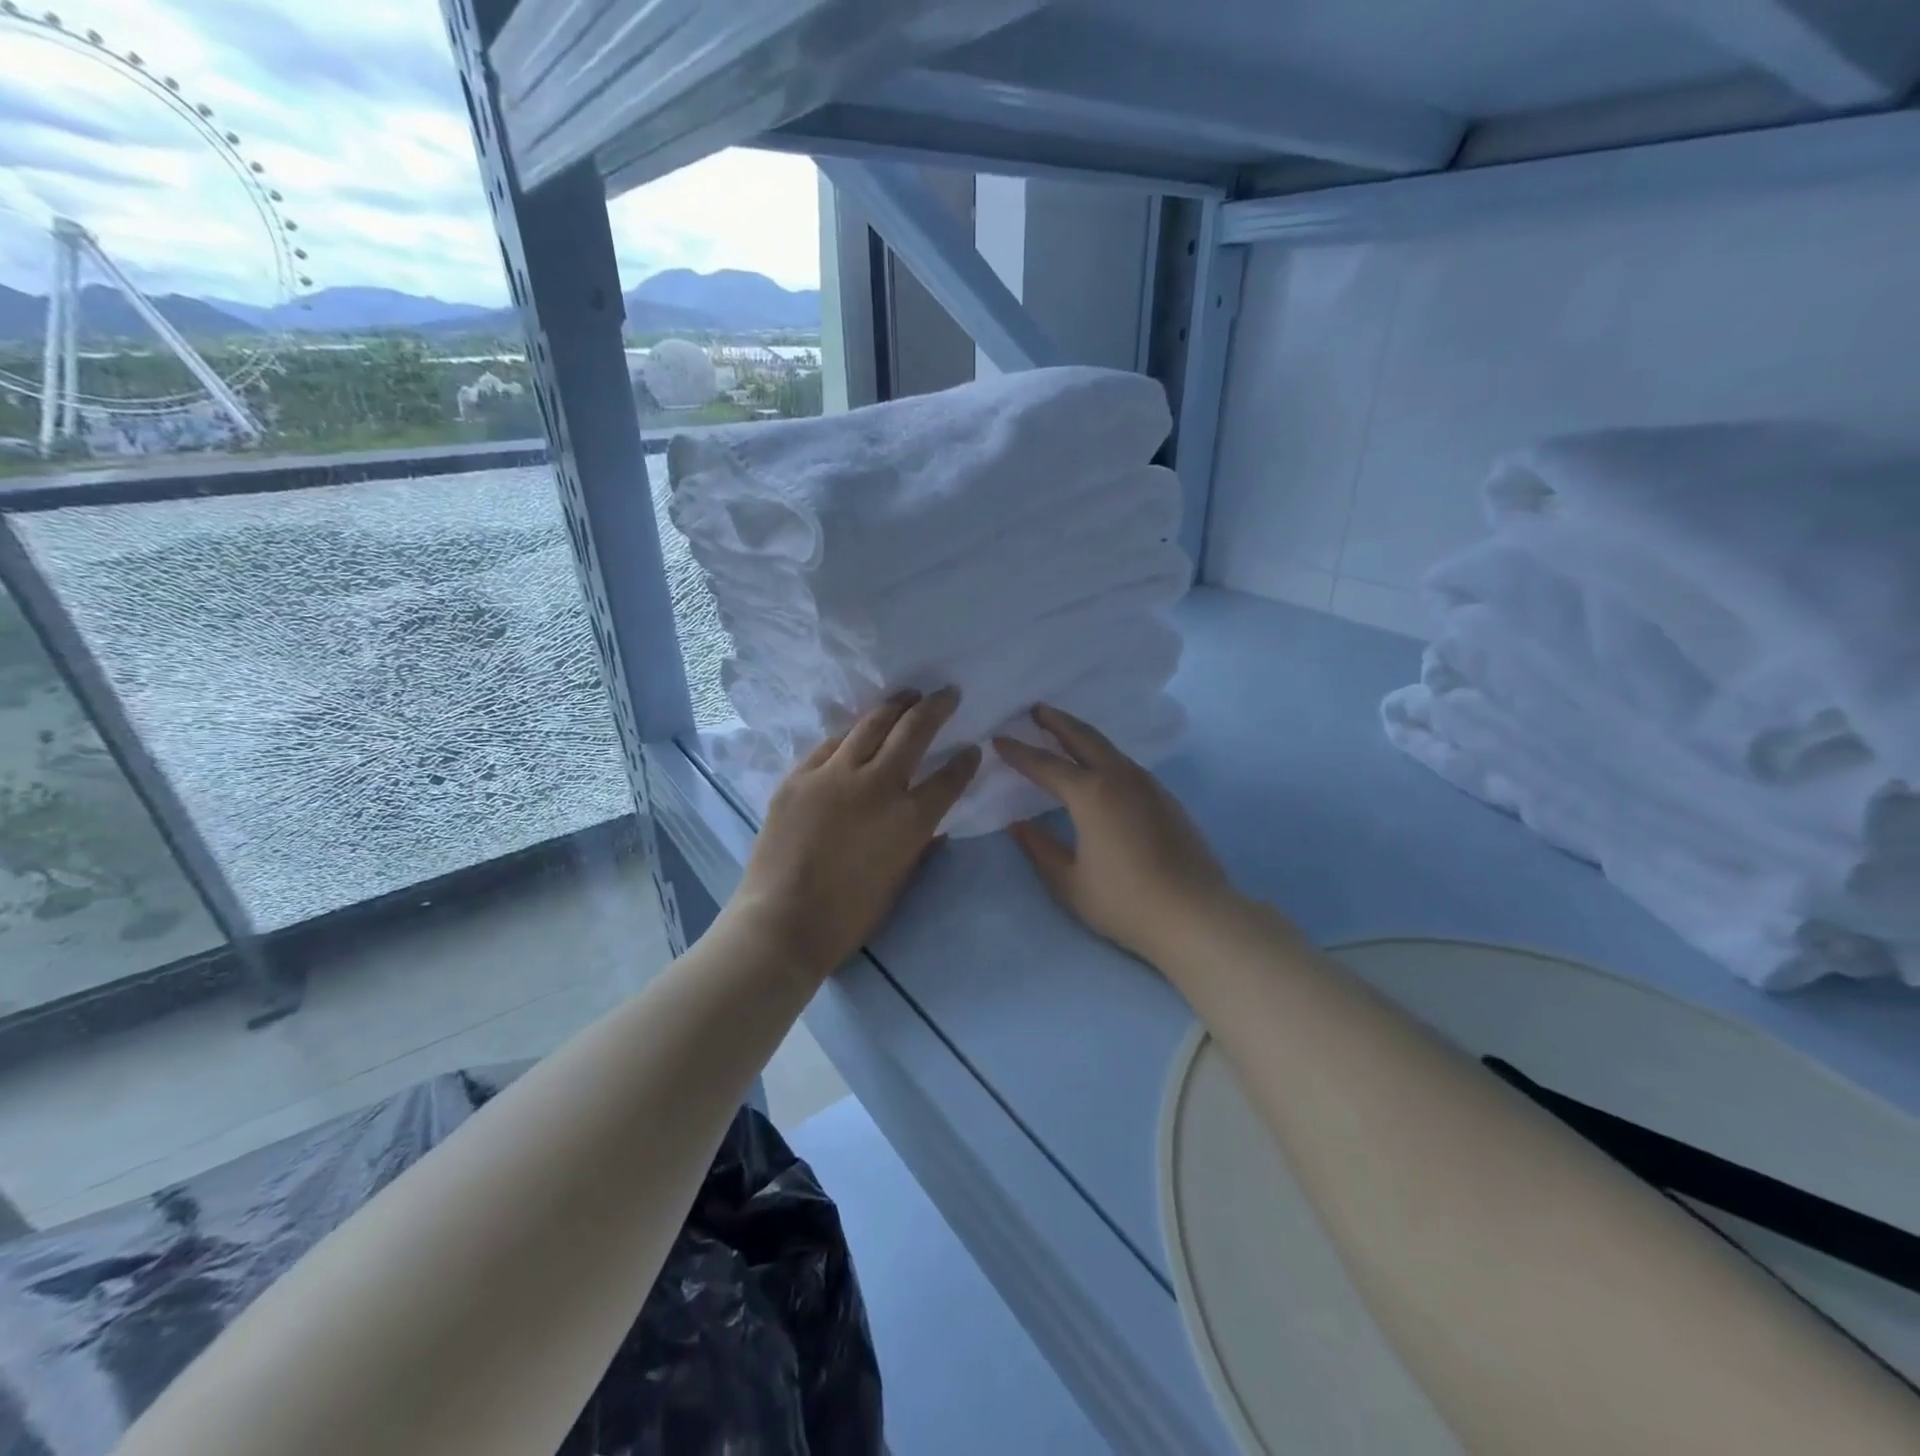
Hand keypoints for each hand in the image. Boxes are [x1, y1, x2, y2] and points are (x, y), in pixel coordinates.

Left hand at [731, 687, 980, 979]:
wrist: (782, 923)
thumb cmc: (848, 916)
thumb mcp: (899, 881)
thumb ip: (920, 846)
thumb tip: (934, 825)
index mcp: (910, 819)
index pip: (950, 778)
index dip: (966, 761)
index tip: (973, 748)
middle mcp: (877, 786)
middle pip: (913, 731)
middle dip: (936, 707)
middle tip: (947, 693)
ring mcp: (834, 775)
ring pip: (871, 724)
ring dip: (895, 705)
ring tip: (908, 694)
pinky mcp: (799, 776)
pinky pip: (830, 744)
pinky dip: (852, 733)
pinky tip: (858, 729)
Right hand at [995, 705, 1233, 964]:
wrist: (1195, 915)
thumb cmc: (1124, 902)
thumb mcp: (1070, 883)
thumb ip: (1040, 849)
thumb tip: (1017, 826)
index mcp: (1091, 794)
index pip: (1045, 765)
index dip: (1019, 752)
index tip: (998, 738)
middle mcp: (1120, 778)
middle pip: (1083, 738)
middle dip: (1057, 721)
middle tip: (1036, 709)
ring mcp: (1148, 785)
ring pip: (1109, 748)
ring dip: (1083, 735)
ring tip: (1064, 732)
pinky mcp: (1166, 798)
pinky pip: (1126, 764)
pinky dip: (1104, 755)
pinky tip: (1100, 768)